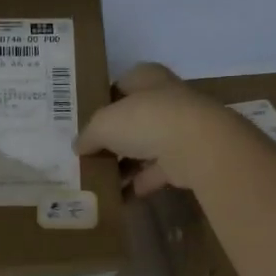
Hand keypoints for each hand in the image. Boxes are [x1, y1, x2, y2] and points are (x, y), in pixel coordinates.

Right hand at [74, 63, 243, 195]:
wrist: (197, 146)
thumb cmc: (146, 120)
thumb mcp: (104, 123)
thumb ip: (89, 134)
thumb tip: (78, 146)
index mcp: (147, 78)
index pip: (121, 84)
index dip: (103, 102)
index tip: (85, 122)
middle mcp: (166, 99)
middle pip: (134, 118)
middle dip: (114, 137)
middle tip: (89, 154)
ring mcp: (180, 129)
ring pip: (146, 146)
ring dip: (126, 163)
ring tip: (99, 179)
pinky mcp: (188, 158)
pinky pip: (158, 171)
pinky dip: (140, 183)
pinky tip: (119, 197)